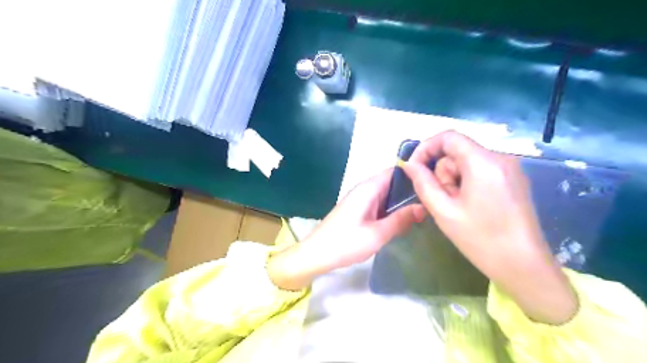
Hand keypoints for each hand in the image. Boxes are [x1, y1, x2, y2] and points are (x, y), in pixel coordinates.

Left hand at [265, 169, 427, 289]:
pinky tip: (404, 218)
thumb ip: (401, 220)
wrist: (316, 254)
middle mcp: (364, 189)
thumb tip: (424, 207)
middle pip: (392, 182)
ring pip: (386, 194)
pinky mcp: (358, 209)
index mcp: (368, 189)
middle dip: (411, 190)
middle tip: (433, 200)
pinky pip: (379, 203)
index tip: (434, 183)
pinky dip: (391, 209)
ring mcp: (360, 199)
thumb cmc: (345, 243)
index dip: (414, 175)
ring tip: (425, 209)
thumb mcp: (377, 234)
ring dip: (402, 201)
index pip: (395, 172)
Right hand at [403, 132, 577, 323]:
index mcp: (483, 162)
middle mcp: (500, 157)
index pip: (448, 137)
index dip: (426, 148)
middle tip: (445, 200)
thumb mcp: (443, 211)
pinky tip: (471, 206)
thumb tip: (409, 164)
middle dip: (443, 173)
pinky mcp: (512, 179)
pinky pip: (480, 170)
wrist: (524, 266)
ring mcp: (509, 168)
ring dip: (454, 180)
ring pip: (467, 162)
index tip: (415, 168)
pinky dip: (467, 182)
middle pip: (457, 151)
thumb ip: (422, 183)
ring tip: (459, 207)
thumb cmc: (481, 239)